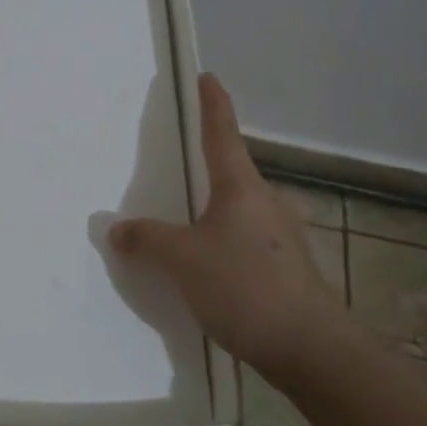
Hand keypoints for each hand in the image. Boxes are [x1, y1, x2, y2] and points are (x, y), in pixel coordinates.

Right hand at [109, 74, 349, 369]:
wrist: (308, 347)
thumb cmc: (243, 286)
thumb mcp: (182, 261)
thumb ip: (147, 240)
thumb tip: (118, 229)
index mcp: (242, 188)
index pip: (222, 134)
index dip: (213, 104)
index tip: (207, 77)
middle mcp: (266, 204)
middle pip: (232, 174)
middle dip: (207, 168)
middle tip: (176, 167)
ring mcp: (281, 238)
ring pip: (239, 212)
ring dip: (213, 213)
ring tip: (182, 227)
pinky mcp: (286, 269)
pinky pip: (244, 243)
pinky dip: (221, 244)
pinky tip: (205, 269)